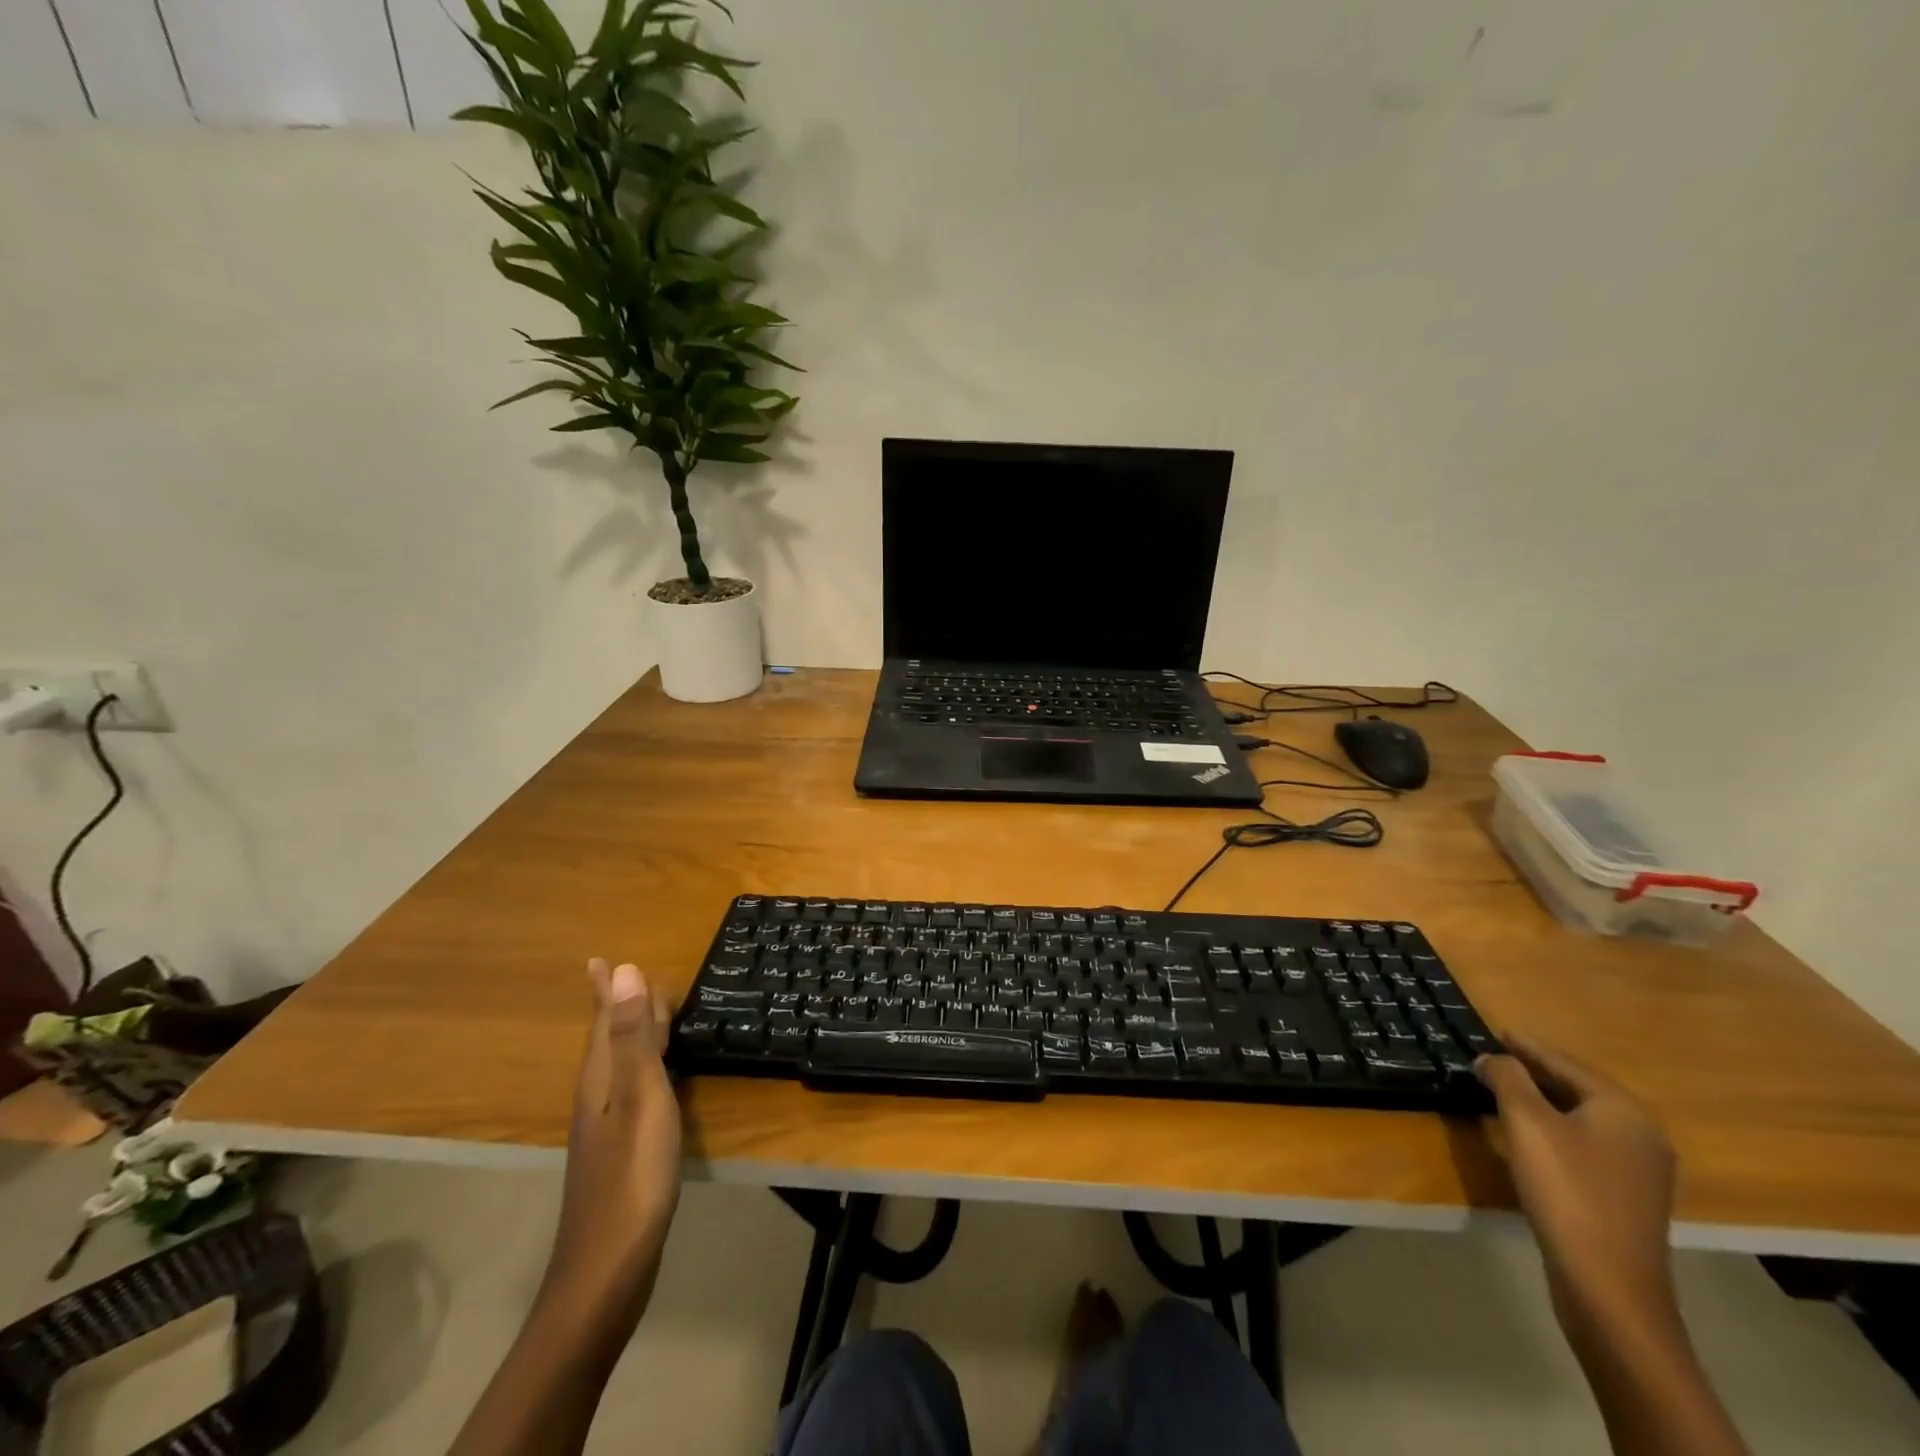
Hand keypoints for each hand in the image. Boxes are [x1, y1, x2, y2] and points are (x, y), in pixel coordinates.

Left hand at [544, 960, 682, 1311]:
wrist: (608, 1269)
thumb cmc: (631, 1175)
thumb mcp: (639, 1095)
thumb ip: (634, 1036)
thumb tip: (623, 969)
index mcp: (601, 1079)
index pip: (603, 1021)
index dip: (604, 991)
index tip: (599, 960)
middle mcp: (598, 1097)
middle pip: (609, 1040)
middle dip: (619, 1007)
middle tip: (632, 978)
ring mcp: (608, 1128)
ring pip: (621, 1065)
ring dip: (633, 1034)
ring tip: (649, 1014)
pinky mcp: (623, 1151)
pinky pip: (634, 1089)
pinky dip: (646, 1066)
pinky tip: (659, 1078)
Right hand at [1477, 1035, 1678, 1329]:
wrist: (1608, 1286)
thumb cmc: (1567, 1191)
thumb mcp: (1526, 1123)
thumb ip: (1507, 1079)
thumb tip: (1491, 1058)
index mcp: (1623, 1110)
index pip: (1566, 1063)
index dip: (1528, 1046)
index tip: (1497, 1032)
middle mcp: (1641, 1134)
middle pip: (1579, 1088)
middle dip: (1536, 1071)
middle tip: (1496, 1056)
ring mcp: (1640, 1170)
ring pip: (1582, 1117)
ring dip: (1544, 1100)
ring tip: (1506, 1088)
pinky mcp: (1627, 1197)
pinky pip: (1586, 1143)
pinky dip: (1555, 1127)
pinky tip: (1530, 1134)